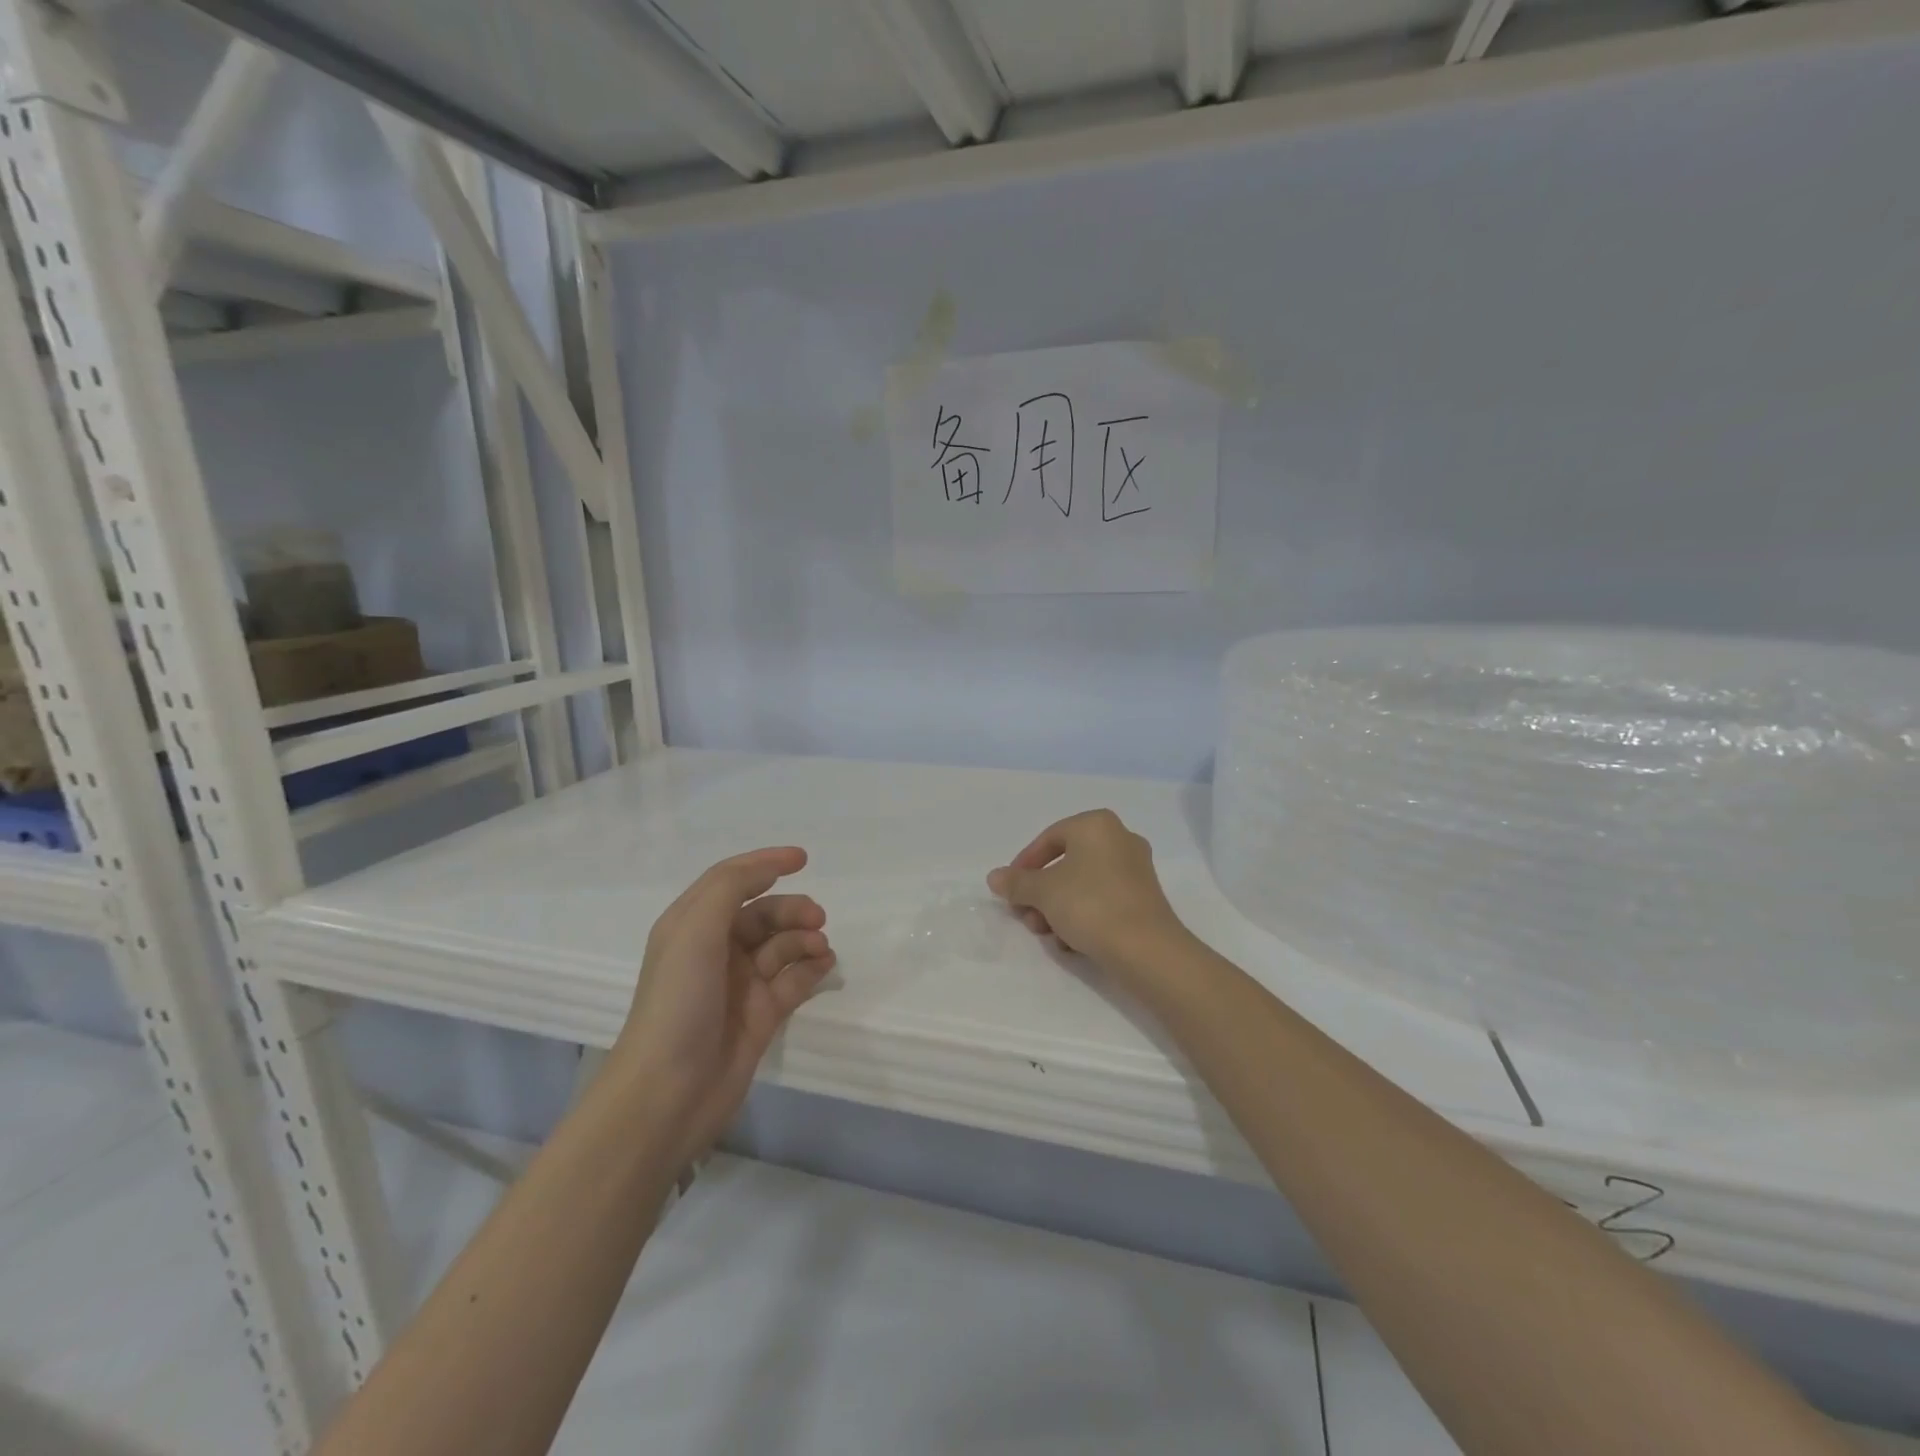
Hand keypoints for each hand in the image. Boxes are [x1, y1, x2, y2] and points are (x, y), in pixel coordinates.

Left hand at [614, 847, 835, 1163]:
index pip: (731, 881)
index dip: (765, 863)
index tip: (803, 859)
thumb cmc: (678, 1002)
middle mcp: (715, 950)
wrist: (668, 1093)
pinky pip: (794, 980)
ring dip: (805, 939)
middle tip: (818, 918)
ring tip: (821, 948)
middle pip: (763, 914)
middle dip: (792, 910)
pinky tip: (825, 966)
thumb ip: (731, 886)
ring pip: (783, 946)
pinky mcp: (762, 1016)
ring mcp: (740, 985)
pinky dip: (812, 968)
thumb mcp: (695, 930)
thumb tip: (771, 868)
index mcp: (691, 926)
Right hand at [986, 810, 1189, 978]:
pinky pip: (1103, 901)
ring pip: (1083, 885)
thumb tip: (995, 877)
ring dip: (1058, 909)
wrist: (1146, 948)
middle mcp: (1120, 839)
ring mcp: (1136, 870)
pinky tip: (1072, 943)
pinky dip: (1083, 917)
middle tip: (1026, 917)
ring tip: (1048, 936)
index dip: (1024, 865)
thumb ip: (1016, 882)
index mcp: (1097, 825)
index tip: (1010, 892)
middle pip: (1065, 864)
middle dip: (1041, 894)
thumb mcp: (1043, 892)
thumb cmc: (1090, 904)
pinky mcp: (1144, 898)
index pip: (1048, 839)